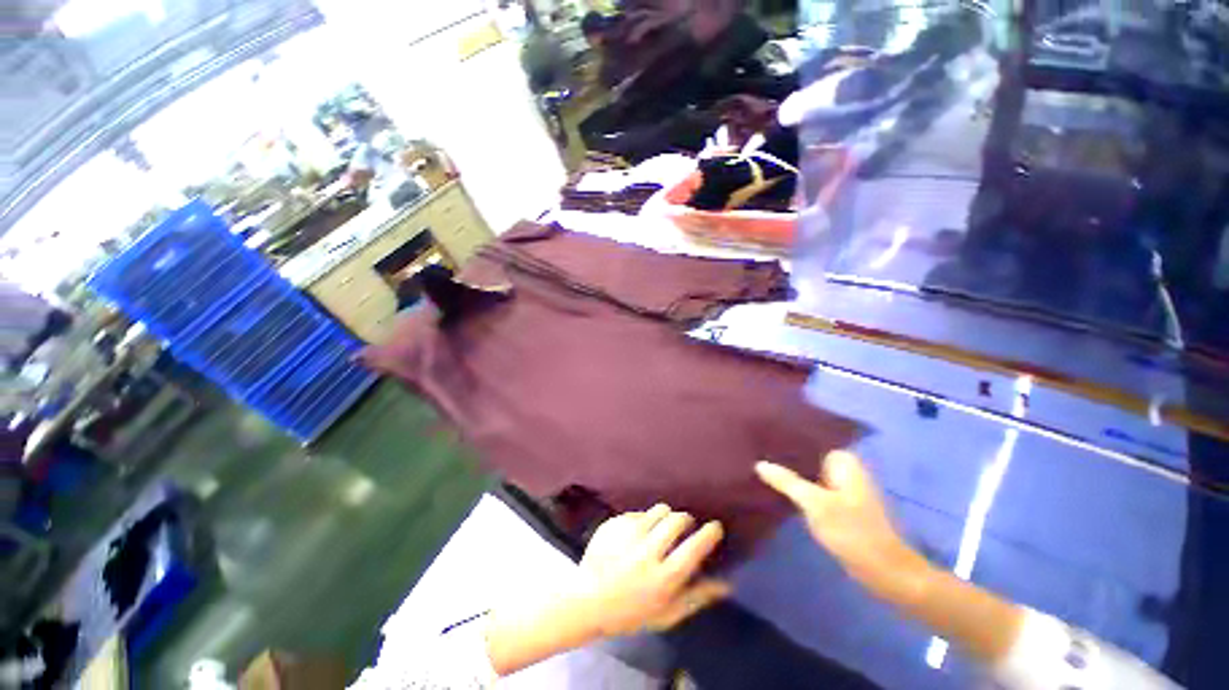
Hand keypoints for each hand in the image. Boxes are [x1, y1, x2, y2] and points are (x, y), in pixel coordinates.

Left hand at [572, 505, 729, 635]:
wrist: (588, 600)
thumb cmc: (631, 613)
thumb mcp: (667, 614)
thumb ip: (697, 597)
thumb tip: (727, 584)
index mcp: (663, 578)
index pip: (694, 548)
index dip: (709, 534)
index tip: (715, 527)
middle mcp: (647, 552)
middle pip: (677, 520)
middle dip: (686, 520)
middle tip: (686, 527)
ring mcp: (628, 535)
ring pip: (659, 510)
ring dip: (666, 516)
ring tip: (662, 528)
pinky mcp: (615, 524)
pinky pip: (639, 512)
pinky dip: (644, 520)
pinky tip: (637, 535)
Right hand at [756, 451, 918, 596]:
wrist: (883, 570)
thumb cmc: (852, 531)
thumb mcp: (815, 504)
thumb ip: (786, 481)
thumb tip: (759, 464)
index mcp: (843, 460)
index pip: (807, 441)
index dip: (784, 440)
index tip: (759, 438)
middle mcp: (843, 468)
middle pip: (806, 457)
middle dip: (783, 458)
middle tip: (753, 453)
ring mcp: (840, 486)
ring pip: (807, 473)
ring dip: (788, 474)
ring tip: (759, 468)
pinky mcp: (837, 503)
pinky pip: (811, 488)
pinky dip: (797, 488)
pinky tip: (777, 488)